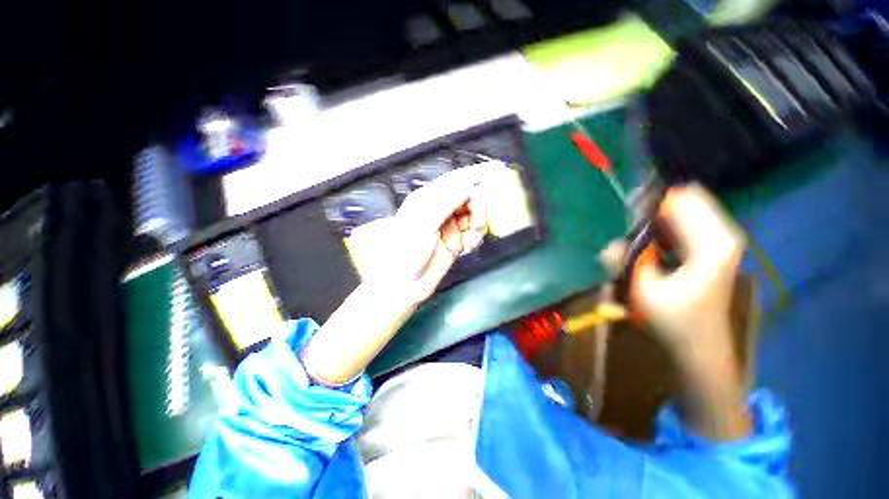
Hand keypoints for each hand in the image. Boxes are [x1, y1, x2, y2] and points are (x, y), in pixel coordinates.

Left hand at [303, 162, 504, 384]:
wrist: (403, 285)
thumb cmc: (407, 251)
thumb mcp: (423, 222)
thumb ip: (446, 201)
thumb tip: (469, 185)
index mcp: (428, 199)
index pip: (456, 180)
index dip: (476, 174)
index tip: (499, 169)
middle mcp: (440, 210)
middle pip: (468, 198)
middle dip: (478, 206)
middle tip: (480, 217)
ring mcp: (449, 226)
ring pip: (474, 216)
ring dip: (478, 225)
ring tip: (471, 238)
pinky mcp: (455, 242)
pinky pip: (473, 233)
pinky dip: (475, 238)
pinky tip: (469, 246)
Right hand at [602, 184, 752, 440]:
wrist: (700, 348)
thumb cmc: (676, 323)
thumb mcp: (644, 292)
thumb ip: (625, 262)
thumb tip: (609, 245)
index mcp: (713, 243)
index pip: (681, 200)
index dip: (650, 202)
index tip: (625, 211)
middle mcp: (722, 236)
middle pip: (684, 201)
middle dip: (651, 210)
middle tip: (627, 228)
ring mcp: (719, 242)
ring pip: (684, 213)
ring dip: (655, 221)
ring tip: (634, 240)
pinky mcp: (712, 250)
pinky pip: (684, 226)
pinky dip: (662, 230)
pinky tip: (647, 247)